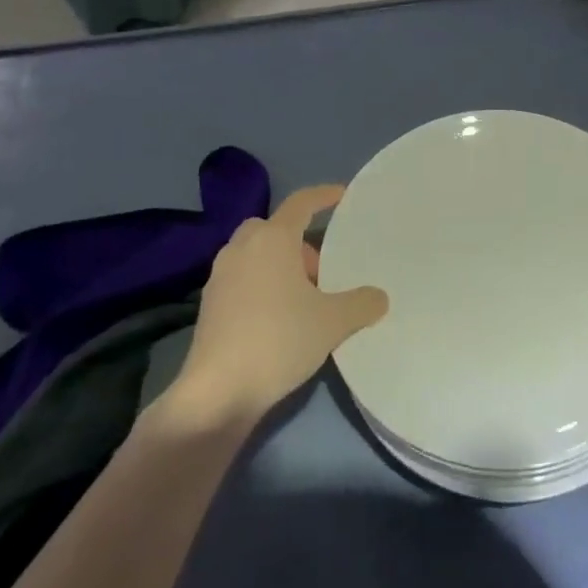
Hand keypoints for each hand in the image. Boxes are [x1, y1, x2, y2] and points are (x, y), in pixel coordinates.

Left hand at [164, 185, 388, 426]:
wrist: (217, 393)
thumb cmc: (278, 340)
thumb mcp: (333, 322)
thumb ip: (361, 304)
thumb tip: (379, 297)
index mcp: (272, 238)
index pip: (302, 202)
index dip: (324, 195)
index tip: (343, 195)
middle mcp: (242, 247)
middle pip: (275, 230)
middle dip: (299, 244)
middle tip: (321, 273)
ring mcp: (220, 276)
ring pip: (256, 255)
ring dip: (279, 266)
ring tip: (303, 300)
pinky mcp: (208, 306)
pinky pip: (242, 280)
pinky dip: (262, 287)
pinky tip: (278, 321)